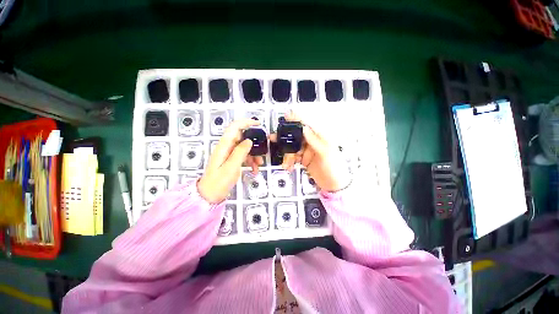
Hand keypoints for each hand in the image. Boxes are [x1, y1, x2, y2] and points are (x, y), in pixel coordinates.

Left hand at [198, 119, 260, 202]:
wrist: (210, 195)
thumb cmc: (218, 182)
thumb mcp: (231, 167)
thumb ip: (240, 152)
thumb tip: (249, 140)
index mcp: (224, 146)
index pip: (235, 127)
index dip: (246, 122)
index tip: (258, 124)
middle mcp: (227, 147)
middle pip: (242, 137)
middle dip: (254, 143)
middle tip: (263, 151)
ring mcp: (229, 154)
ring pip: (245, 148)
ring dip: (254, 154)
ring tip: (259, 164)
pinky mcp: (232, 160)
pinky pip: (244, 156)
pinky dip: (250, 161)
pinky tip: (254, 169)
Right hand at [271, 111, 347, 191]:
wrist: (334, 186)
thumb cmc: (334, 168)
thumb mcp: (326, 153)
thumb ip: (315, 141)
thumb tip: (304, 128)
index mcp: (321, 138)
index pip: (307, 126)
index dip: (297, 120)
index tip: (286, 116)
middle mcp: (313, 142)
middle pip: (297, 137)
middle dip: (285, 139)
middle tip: (273, 139)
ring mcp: (307, 151)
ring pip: (293, 148)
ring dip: (287, 155)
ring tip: (286, 163)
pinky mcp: (304, 160)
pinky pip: (293, 157)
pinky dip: (289, 161)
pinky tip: (288, 166)